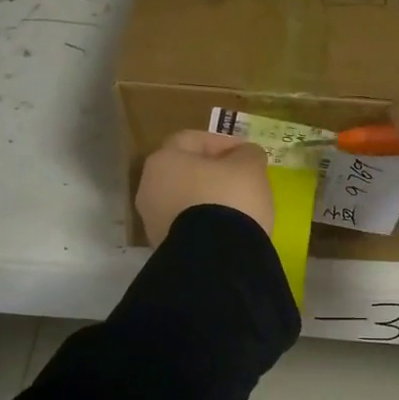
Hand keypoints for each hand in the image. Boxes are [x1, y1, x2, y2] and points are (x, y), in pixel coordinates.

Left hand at [136, 130, 274, 245]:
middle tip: (241, 179)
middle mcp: (149, 188)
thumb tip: (245, 156)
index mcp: (163, 160)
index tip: (247, 153)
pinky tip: (226, 230)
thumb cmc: (229, 199)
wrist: (215, 259)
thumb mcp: (249, 168)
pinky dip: (204, 224)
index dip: (222, 142)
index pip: (192, 140)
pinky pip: (186, 226)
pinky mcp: (163, 248)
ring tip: (237, 208)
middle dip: (212, 173)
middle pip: (184, 172)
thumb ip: (248, 154)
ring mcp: (152, 222)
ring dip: (207, 200)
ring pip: (184, 201)